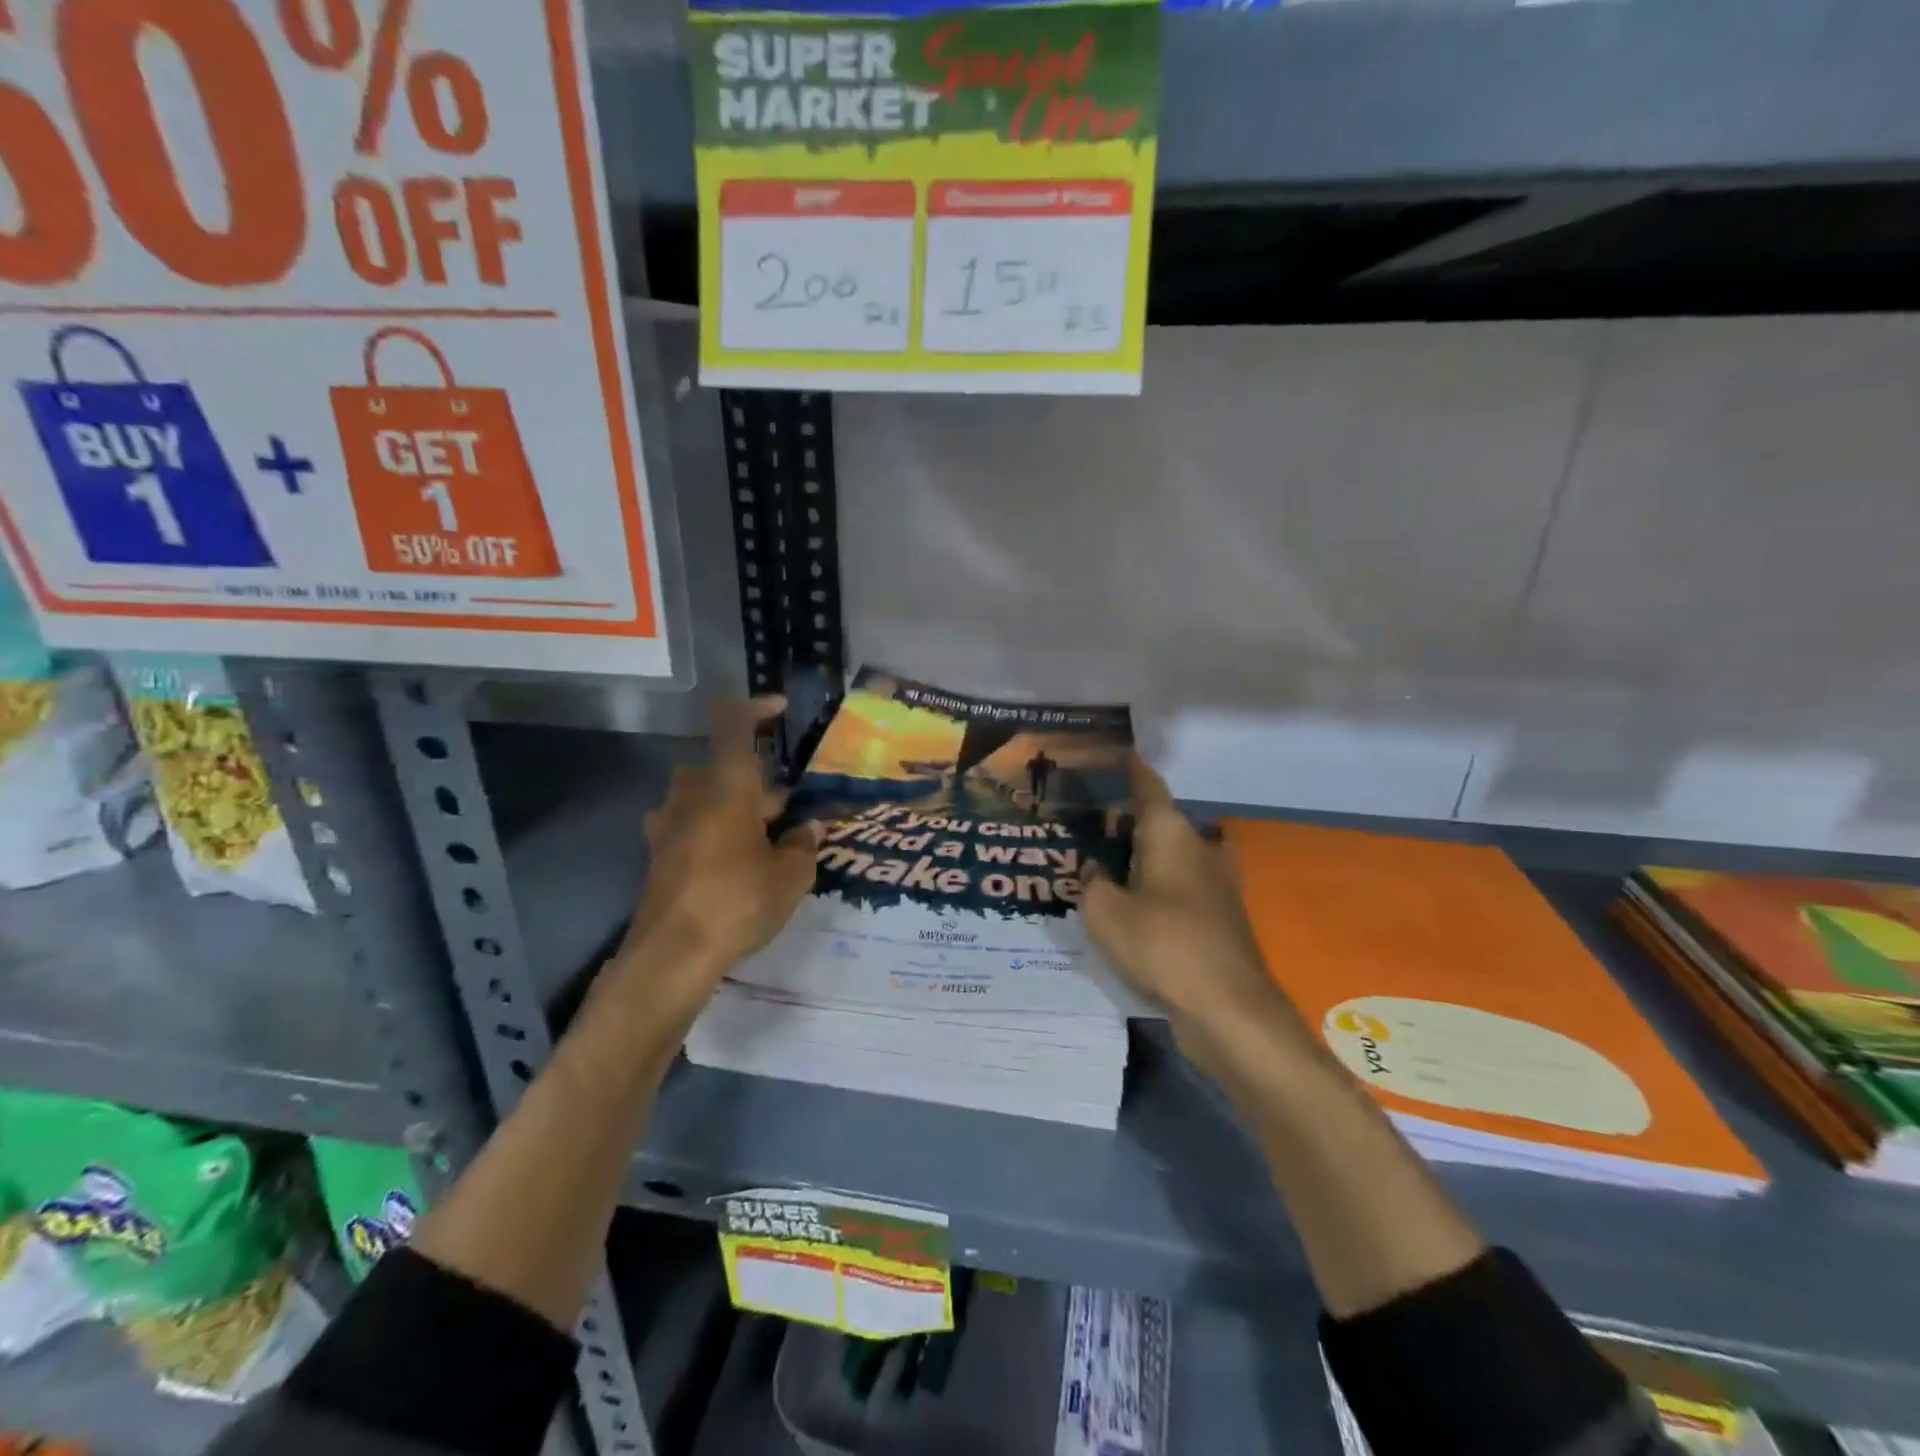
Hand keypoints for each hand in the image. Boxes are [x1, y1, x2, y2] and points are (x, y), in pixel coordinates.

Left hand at [611, 697, 821, 1025]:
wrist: (671, 955)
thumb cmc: (737, 902)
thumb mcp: (790, 876)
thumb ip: (803, 845)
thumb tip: (809, 829)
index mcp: (727, 786)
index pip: (734, 726)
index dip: (756, 708)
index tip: (780, 709)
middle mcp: (692, 795)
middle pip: (724, 767)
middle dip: (759, 782)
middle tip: (791, 812)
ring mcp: (669, 824)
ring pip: (706, 795)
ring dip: (734, 805)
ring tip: (765, 838)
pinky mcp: (658, 853)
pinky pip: (691, 824)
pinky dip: (713, 829)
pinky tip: (733, 861)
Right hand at [1083, 756, 1304, 1060]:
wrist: (1228, 1009)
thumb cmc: (1163, 945)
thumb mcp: (1105, 913)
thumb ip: (1092, 883)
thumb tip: (1096, 870)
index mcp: (1171, 834)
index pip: (1147, 785)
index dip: (1130, 767)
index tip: (1115, 751)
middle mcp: (1199, 848)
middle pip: (1160, 820)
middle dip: (1128, 818)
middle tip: (1090, 822)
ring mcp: (1216, 884)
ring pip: (1173, 853)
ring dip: (1145, 853)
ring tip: (1108, 863)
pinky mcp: (1220, 917)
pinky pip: (1181, 885)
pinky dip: (1158, 885)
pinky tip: (1132, 905)